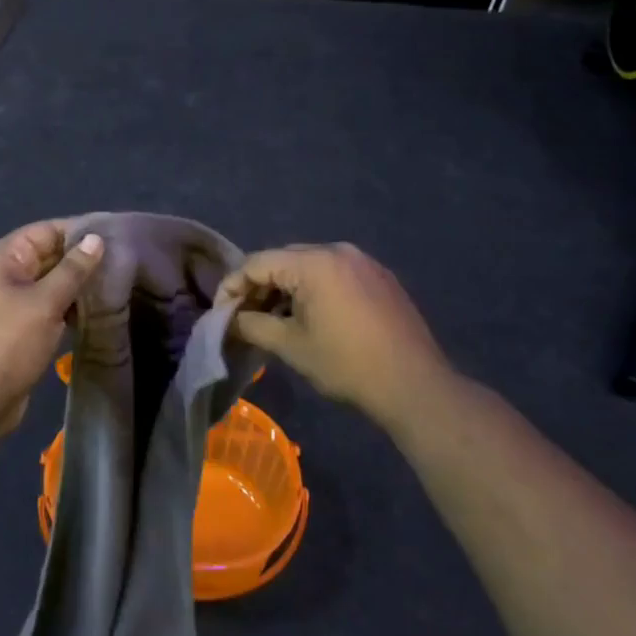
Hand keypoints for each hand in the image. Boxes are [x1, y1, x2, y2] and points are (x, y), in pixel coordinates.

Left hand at [0, 221, 105, 444]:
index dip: (80, 230)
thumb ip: (72, 270)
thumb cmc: (6, 344)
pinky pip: (49, 306)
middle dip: (83, 258)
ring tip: (118, 286)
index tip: (117, 235)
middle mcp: (5, 274)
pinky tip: (97, 313)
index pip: (46, 231)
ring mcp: (11, 302)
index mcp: (3, 258)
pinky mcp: (19, 327)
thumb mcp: (44, 303)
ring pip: (51, 283)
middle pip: (49, 255)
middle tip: (125, 262)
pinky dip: (70, 307)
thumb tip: (96, 239)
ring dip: (79, 285)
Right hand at [217, 243, 457, 427]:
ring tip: (274, 318)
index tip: (220, 312)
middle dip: (260, 285)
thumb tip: (230, 320)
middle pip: (284, 259)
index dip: (233, 285)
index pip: (258, 263)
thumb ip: (253, 325)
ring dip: (287, 288)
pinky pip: (336, 274)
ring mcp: (364, 262)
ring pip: (310, 266)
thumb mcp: (292, 346)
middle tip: (244, 316)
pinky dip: (315, 289)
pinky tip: (311, 316)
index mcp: (314, 262)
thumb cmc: (347, 364)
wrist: (414, 385)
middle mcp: (339, 251)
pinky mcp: (380, 277)